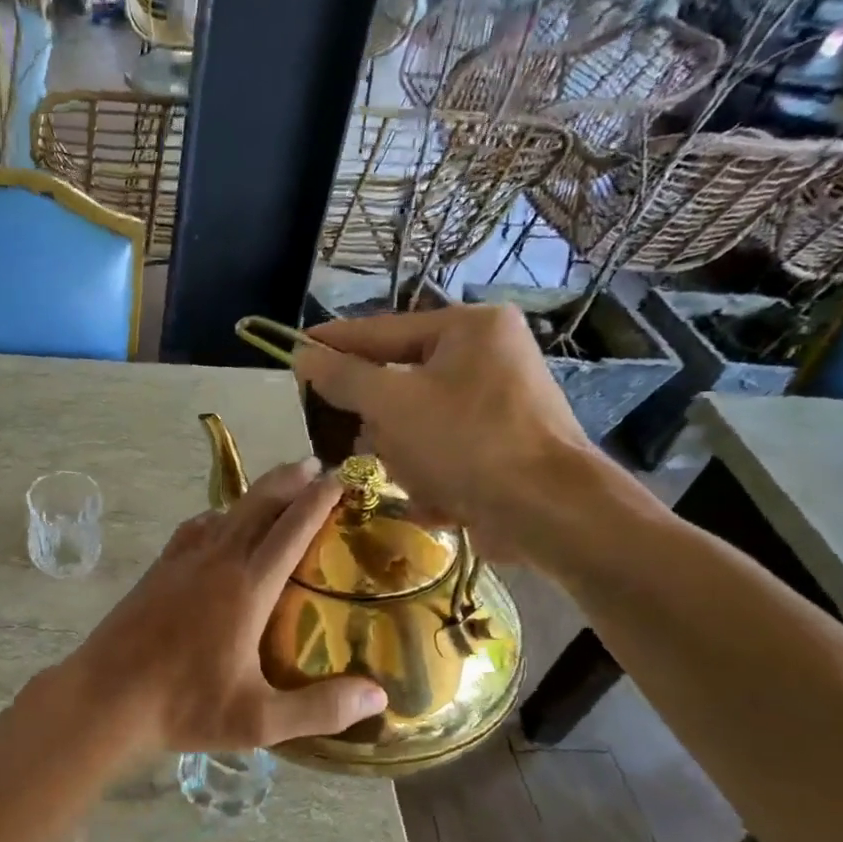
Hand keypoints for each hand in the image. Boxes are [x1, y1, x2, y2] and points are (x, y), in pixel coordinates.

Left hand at [65, 459, 386, 755]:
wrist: (106, 697)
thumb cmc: (184, 707)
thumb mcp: (259, 720)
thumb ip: (320, 708)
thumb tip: (378, 698)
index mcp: (246, 588)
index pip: (291, 530)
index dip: (318, 500)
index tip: (339, 477)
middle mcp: (216, 562)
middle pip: (257, 506)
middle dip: (288, 480)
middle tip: (313, 465)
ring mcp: (181, 562)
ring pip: (224, 512)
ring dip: (254, 495)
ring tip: (274, 489)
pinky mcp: (157, 571)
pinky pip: (194, 529)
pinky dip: (217, 516)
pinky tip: (216, 524)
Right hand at [294, 304, 596, 562]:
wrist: (548, 512)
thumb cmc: (468, 442)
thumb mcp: (392, 403)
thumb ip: (343, 377)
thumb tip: (303, 355)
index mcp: (468, 329)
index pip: (381, 330)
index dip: (333, 342)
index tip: (294, 348)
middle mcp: (487, 357)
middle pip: (398, 382)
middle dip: (379, 422)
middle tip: (350, 440)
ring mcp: (496, 403)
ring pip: (414, 423)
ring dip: (404, 456)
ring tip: (414, 478)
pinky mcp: (499, 446)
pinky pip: (441, 450)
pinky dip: (431, 475)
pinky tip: (439, 498)